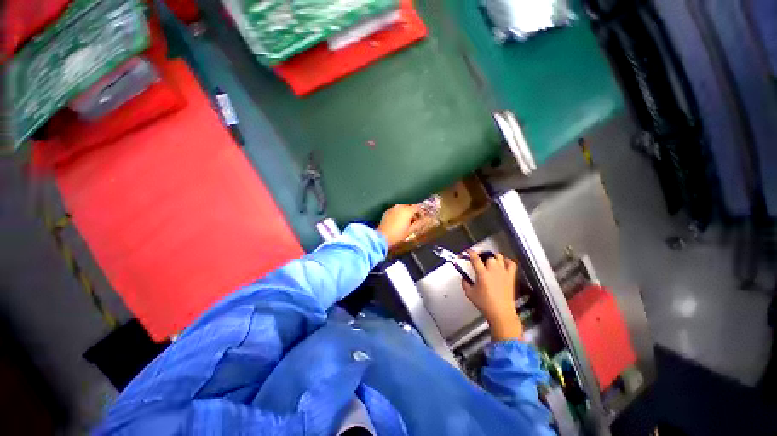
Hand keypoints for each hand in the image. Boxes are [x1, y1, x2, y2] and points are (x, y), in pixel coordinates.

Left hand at [377, 204, 432, 247]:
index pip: (417, 207)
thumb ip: (420, 223)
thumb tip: (428, 220)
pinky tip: (399, 221)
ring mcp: (392, 208)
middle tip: (415, 221)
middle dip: (414, 213)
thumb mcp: (411, 230)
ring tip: (407, 222)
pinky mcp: (387, 212)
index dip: (421, 213)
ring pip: (402, 208)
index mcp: (407, 210)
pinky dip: (399, 214)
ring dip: (406, 213)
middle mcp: (400, 206)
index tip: (423, 219)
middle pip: (410, 207)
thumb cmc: (398, 235)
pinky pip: (396, 210)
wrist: (382, 237)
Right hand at [463, 250, 522, 340]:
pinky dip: (507, 260)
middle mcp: (493, 271)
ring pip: (499, 257)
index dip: (470, 252)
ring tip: (489, 260)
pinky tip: (503, 262)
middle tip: (478, 259)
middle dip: (482, 256)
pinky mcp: (510, 277)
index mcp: (482, 274)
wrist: (501, 313)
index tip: (468, 251)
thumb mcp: (469, 293)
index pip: (475, 258)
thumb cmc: (485, 304)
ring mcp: (503, 273)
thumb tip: (464, 277)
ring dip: (493, 257)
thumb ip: (465, 283)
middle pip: (488, 256)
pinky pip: (511, 264)